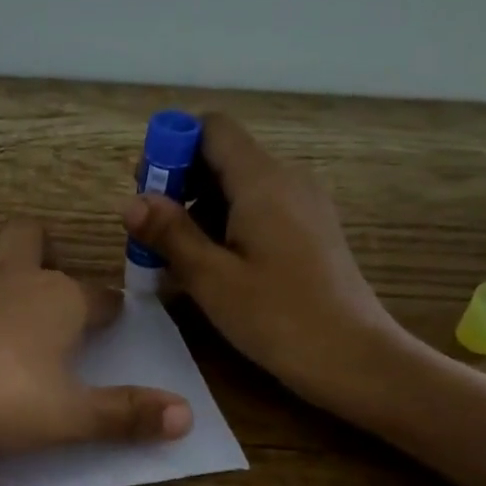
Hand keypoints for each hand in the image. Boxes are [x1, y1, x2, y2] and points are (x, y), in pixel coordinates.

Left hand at [0, 219, 193, 454]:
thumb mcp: (69, 416)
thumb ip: (126, 415)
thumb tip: (188, 416)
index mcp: (60, 298)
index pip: (101, 295)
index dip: (111, 310)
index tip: (113, 325)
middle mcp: (16, 276)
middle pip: (35, 238)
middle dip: (49, 250)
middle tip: (54, 284)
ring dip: (3, 255)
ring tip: (9, 287)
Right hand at [121, 112, 410, 409]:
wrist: (354, 357)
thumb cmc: (278, 317)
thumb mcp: (212, 278)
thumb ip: (170, 234)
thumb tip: (131, 202)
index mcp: (263, 180)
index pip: (211, 129)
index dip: (172, 146)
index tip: (146, 190)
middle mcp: (287, 179)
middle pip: (223, 157)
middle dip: (180, 184)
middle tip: (151, 233)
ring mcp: (304, 205)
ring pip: (240, 187)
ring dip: (200, 210)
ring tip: (175, 258)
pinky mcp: (310, 231)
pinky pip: (260, 211)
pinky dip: (227, 226)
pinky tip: (212, 268)